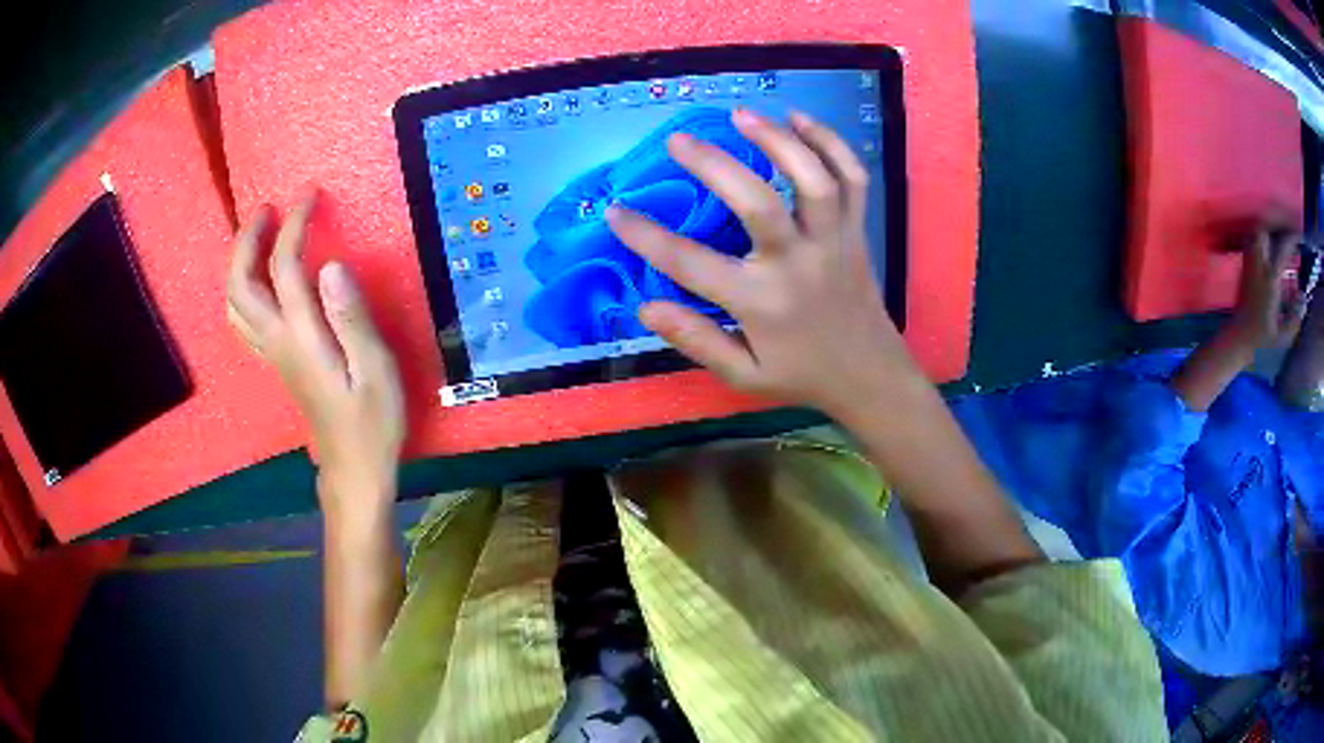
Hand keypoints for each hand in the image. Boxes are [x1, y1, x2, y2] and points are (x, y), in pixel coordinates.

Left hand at [226, 193, 404, 521]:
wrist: (354, 469)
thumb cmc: (372, 424)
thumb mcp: (376, 371)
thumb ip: (352, 318)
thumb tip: (331, 265)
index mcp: (301, 339)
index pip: (285, 268)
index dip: (295, 225)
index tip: (311, 195)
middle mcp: (277, 342)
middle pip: (240, 285)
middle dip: (248, 241)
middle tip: (269, 209)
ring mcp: (272, 354)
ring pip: (235, 304)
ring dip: (239, 263)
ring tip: (260, 236)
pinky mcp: (277, 362)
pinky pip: (243, 319)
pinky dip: (243, 289)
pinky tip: (260, 280)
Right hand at [606, 109, 916, 418]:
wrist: (870, 375)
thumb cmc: (801, 374)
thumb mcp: (744, 376)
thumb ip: (697, 341)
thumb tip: (645, 307)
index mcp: (762, 303)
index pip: (691, 264)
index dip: (645, 236)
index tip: (614, 211)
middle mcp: (798, 264)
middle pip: (758, 203)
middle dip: (714, 165)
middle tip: (678, 140)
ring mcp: (833, 241)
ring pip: (813, 179)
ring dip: (778, 140)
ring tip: (741, 114)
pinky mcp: (857, 230)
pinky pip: (852, 177)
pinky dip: (831, 143)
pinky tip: (800, 120)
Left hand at [1227, 223, 1304, 350]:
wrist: (1238, 341)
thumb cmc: (1261, 343)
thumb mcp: (1282, 337)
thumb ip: (1295, 318)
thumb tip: (1303, 298)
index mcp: (1270, 280)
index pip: (1281, 249)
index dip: (1290, 238)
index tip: (1298, 235)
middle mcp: (1258, 266)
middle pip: (1264, 228)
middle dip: (1275, 221)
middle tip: (1287, 225)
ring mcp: (1249, 264)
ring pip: (1256, 232)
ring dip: (1268, 225)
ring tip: (1279, 229)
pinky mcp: (1244, 267)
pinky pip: (1251, 240)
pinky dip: (1261, 234)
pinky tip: (1269, 241)